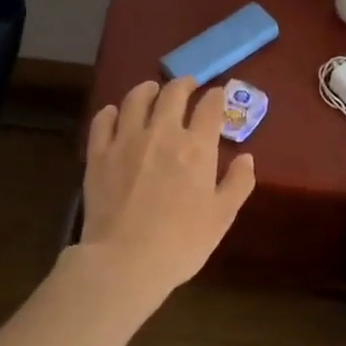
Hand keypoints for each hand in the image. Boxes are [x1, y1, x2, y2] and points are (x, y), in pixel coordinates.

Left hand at [81, 77, 256, 300]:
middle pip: (173, 93)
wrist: (126, 261)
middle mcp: (162, 133)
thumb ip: (238, 183)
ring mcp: (126, 140)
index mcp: (197, 147)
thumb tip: (246, 158)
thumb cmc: (182, 242)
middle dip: (184, 84)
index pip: (210, 107)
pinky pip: (103, 121)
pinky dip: (112, 112)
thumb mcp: (222, 217)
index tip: (217, 95)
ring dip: (148, 89)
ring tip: (152, 90)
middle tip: (188, 85)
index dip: (216, 97)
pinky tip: (116, 114)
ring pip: (136, 99)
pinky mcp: (98, 153)